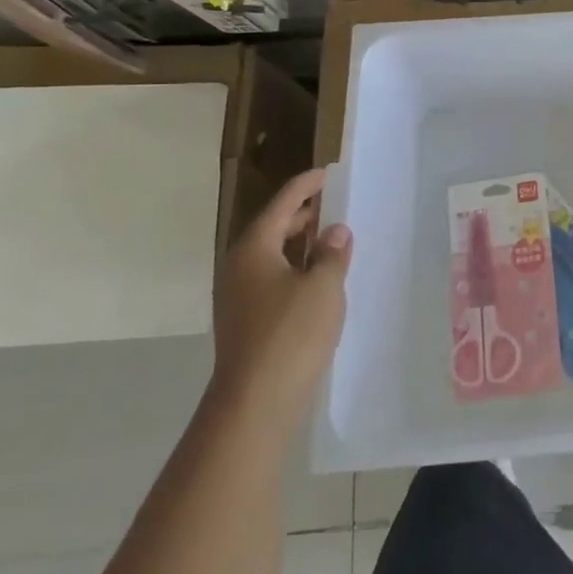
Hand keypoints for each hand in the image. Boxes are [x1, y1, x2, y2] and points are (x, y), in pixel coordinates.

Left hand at [209, 168, 350, 429]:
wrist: (256, 400)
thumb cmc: (291, 333)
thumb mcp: (323, 286)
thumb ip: (331, 253)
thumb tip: (334, 231)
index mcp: (253, 249)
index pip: (281, 205)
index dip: (304, 186)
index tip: (325, 173)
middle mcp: (238, 266)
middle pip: (270, 228)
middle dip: (300, 214)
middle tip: (329, 203)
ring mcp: (237, 295)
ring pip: (270, 255)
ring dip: (297, 243)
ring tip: (327, 237)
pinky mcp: (245, 319)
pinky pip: (271, 278)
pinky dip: (293, 267)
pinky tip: (315, 278)